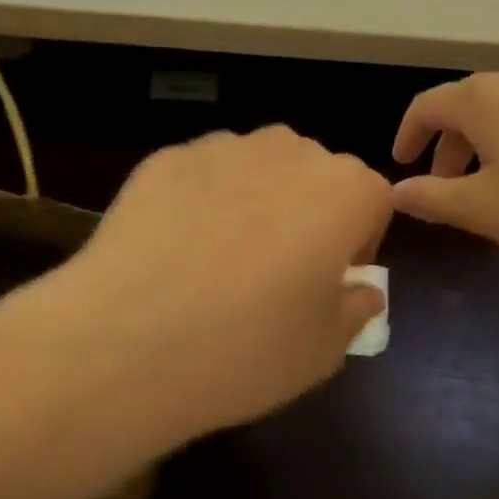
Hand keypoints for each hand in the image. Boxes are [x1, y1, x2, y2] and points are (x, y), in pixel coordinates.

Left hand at [34, 127, 392, 438]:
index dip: (356, 242)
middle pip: (314, 176)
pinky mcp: (167, 157)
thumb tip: (361, 290)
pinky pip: (203, 176)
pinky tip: (173, 252)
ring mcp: (223, 148)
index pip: (372, 201)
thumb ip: (356, 308)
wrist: (126, 340)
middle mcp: (289, 152)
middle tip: (276, 273)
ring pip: (257, 169)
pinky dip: (200, 202)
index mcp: (344, 190)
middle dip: (307, 214)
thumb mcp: (325, 350)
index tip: (329, 282)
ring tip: (218, 261)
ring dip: (254, 202)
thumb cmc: (246, 348)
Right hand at [391, 61, 498, 259]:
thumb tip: (397, 192)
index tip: (402, 164)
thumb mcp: (484, 208)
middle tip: (444, 188)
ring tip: (488, 186)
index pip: (425, 107)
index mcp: (480, 97)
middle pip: (463, 108)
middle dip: (447, 148)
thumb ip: (433, 199)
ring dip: (482, 146)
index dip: (407, 136)